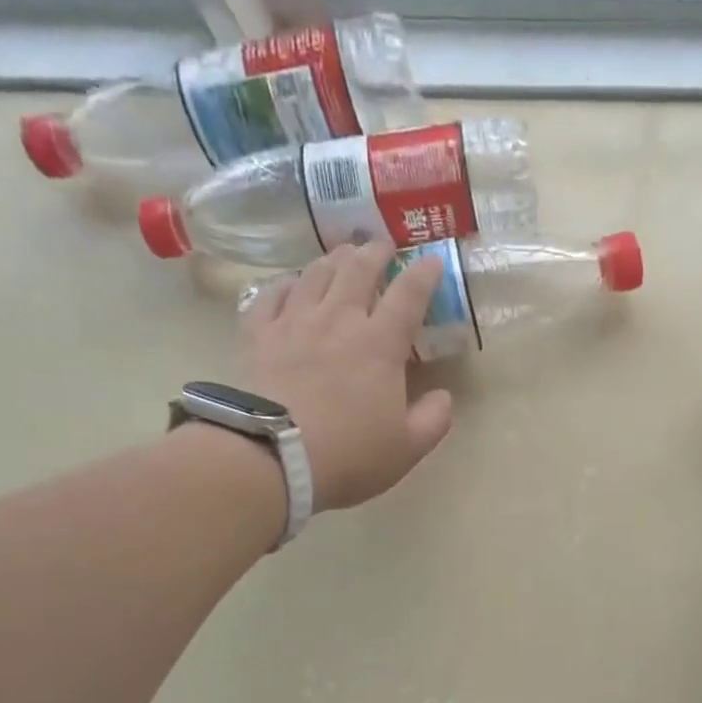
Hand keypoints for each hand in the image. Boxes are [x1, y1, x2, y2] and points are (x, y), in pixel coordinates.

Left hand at [234, 241, 452, 510]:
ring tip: (342, 253)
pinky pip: (271, 296)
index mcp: (380, 345)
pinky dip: (285, 284)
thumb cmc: (349, 454)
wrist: (273, 456)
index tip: (432, 261)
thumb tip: (443, 396)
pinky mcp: (258, 335)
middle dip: (375, 253)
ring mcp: (294, 323)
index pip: (408, 296)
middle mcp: (338, 320)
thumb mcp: (408, 447)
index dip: (423, 275)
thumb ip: (434, 419)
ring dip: (333, 259)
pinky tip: (290, 284)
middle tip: (382, 245)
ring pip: (315, 275)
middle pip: (358, 271)